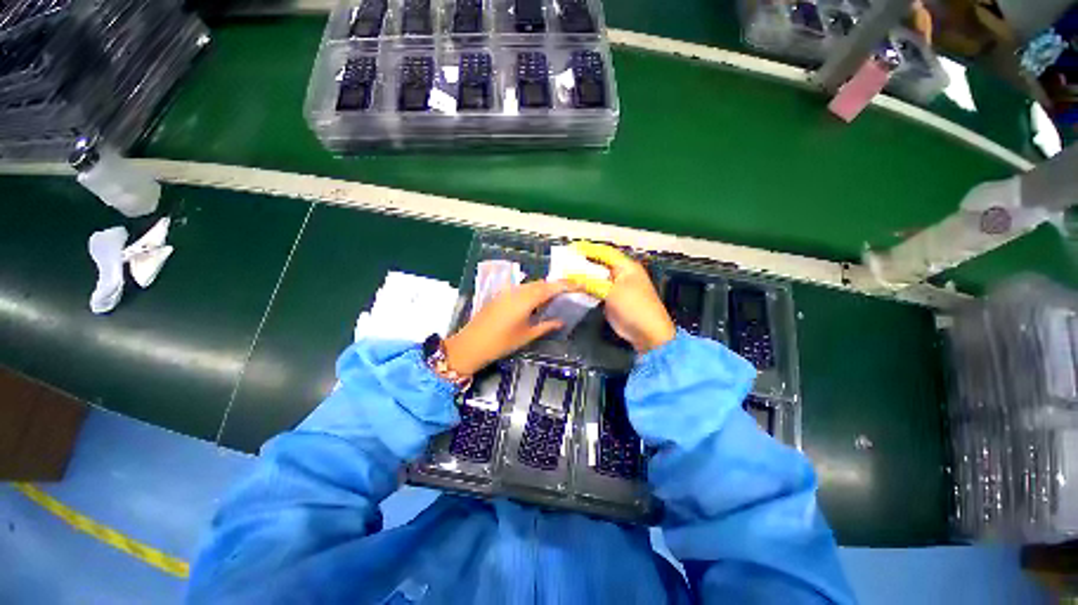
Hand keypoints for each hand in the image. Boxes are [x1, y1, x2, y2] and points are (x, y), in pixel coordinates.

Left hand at [443, 280, 570, 375]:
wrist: (472, 344)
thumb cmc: (501, 342)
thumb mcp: (526, 335)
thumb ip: (545, 326)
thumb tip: (561, 321)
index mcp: (525, 299)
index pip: (550, 288)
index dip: (566, 285)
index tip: (579, 285)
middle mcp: (517, 291)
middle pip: (540, 283)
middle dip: (556, 285)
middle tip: (570, 290)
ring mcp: (507, 291)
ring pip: (530, 285)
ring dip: (544, 287)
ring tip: (556, 295)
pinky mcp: (500, 295)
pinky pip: (521, 289)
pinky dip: (532, 291)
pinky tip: (536, 300)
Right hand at [567, 242, 675, 353]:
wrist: (647, 332)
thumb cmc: (633, 307)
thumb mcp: (610, 292)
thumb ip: (589, 282)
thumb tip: (569, 275)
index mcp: (626, 266)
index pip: (604, 252)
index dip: (588, 249)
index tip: (571, 249)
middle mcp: (621, 274)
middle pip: (599, 264)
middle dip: (583, 262)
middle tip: (565, 262)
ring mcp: (616, 287)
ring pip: (596, 277)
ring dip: (583, 276)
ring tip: (565, 274)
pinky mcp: (611, 299)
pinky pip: (596, 289)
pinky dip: (586, 288)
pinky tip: (573, 288)